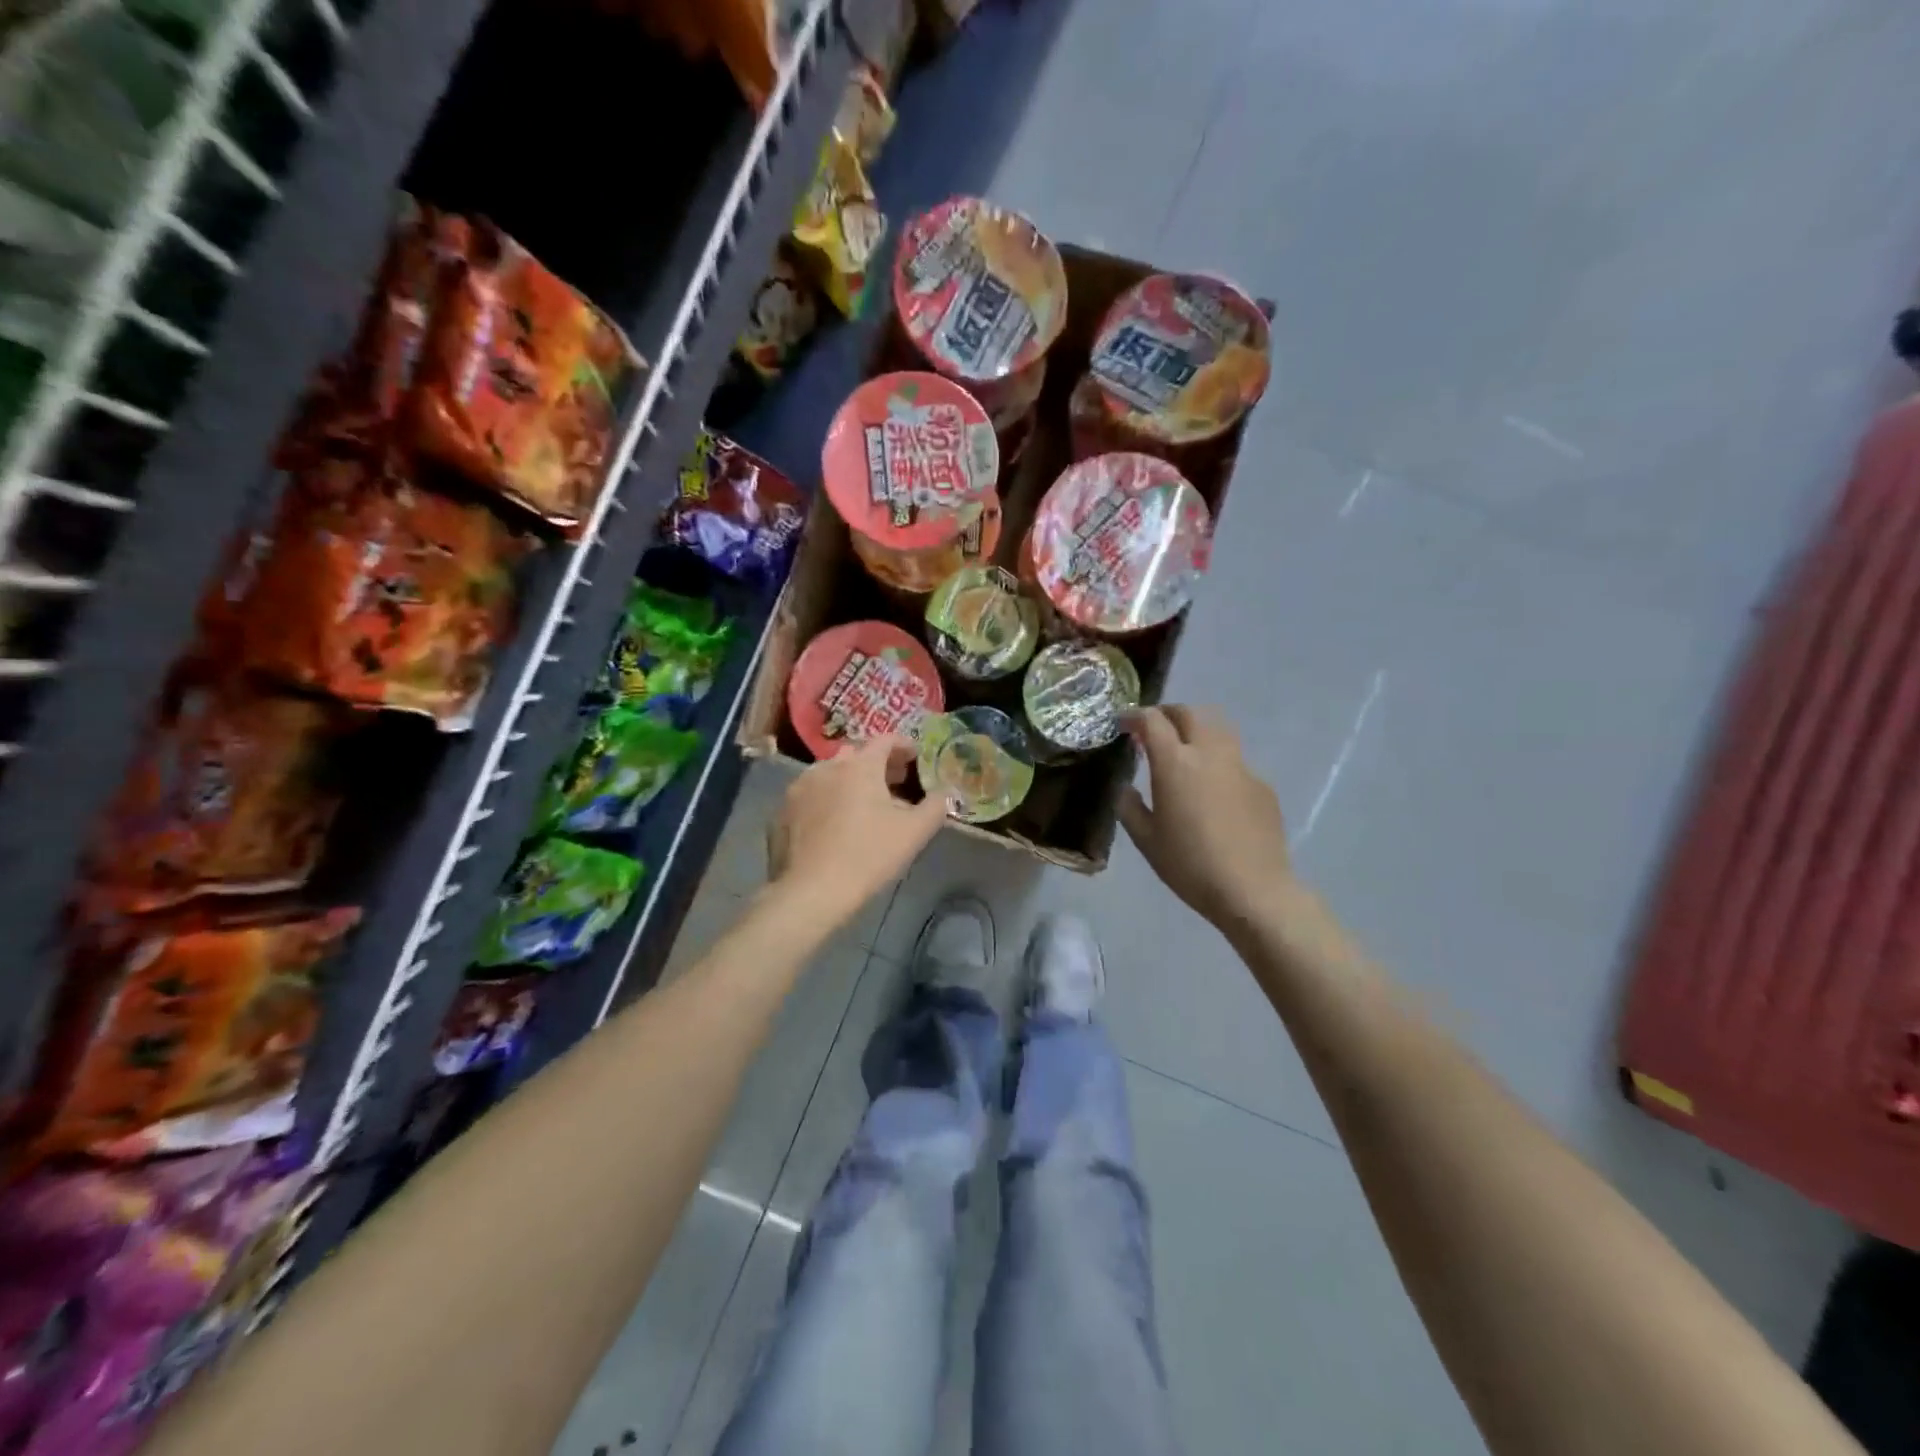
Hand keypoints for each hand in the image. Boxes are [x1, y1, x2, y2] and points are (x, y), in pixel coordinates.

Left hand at [765, 736, 946, 931]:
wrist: (811, 891)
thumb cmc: (868, 855)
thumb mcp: (914, 832)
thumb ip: (936, 806)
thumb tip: (946, 792)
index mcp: (859, 766)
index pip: (885, 740)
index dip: (903, 745)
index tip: (916, 757)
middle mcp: (826, 767)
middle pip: (856, 755)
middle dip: (877, 764)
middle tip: (894, 781)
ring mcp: (799, 788)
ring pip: (830, 774)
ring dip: (849, 781)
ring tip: (864, 804)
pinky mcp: (782, 812)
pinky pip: (811, 796)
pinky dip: (827, 801)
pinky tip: (834, 825)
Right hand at [1119, 705, 1295, 934]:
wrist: (1253, 890)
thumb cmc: (1190, 865)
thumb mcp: (1146, 840)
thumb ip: (1130, 807)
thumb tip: (1126, 789)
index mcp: (1175, 763)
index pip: (1153, 721)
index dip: (1135, 716)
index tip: (1124, 724)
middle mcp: (1209, 753)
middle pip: (1189, 713)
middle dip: (1167, 714)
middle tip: (1153, 730)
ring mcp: (1241, 767)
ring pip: (1217, 729)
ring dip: (1196, 730)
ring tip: (1184, 752)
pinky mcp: (1262, 785)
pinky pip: (1235, 760)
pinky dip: (1217, 762)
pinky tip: (1213, 791)